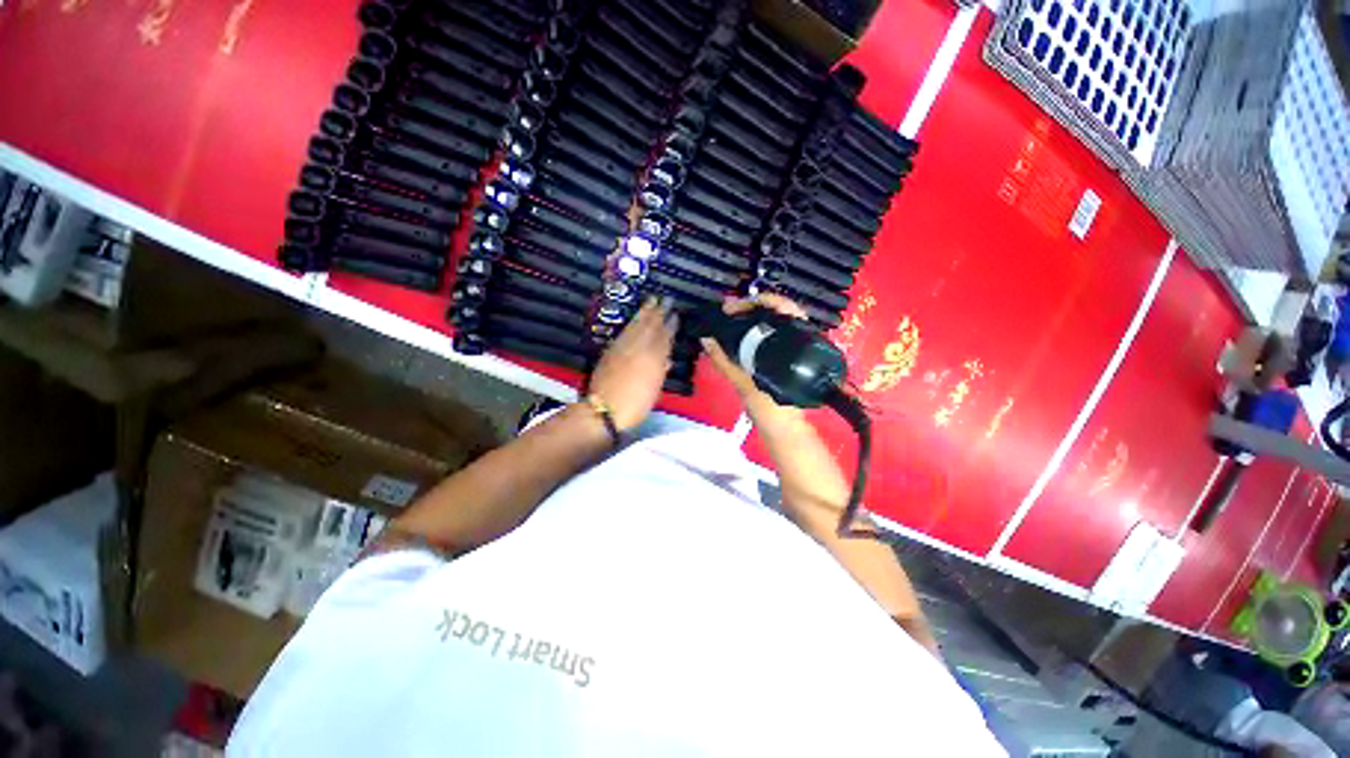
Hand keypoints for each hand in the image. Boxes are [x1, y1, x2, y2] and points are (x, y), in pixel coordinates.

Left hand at [589, 299, 677, 430]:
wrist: (604, 410)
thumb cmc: (635, 405)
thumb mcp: (654, 391)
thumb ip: (660, 371)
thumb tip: (667, 358)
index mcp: (653, 359)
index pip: (664, 337)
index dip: (670, 325)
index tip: (675, 314)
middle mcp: (639, 349)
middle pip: (650, 326)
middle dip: (658, 312)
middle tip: (665, 299)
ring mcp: (623, 348)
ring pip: (636, 326)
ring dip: (644, 312)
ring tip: (650, 301)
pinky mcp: (610, 350)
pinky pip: (624, 332)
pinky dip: (631, 323)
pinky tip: (634, 319)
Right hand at [700, 293, 808, 405]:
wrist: (783, 429)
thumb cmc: (769, 406)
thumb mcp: (743, 382)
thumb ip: (724, 360)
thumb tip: (706, 339)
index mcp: (795, 343)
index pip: (782, 307)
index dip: (758, 301)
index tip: (733, 306)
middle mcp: (800, 340)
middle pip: (778, 310)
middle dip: (752, 307)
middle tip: (728, 310)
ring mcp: (795, 348)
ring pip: (775, 322)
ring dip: (753, 317)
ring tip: (731, 317)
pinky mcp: (787, 358)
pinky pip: (773, 335)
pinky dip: (756, 330)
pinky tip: (741, 333)